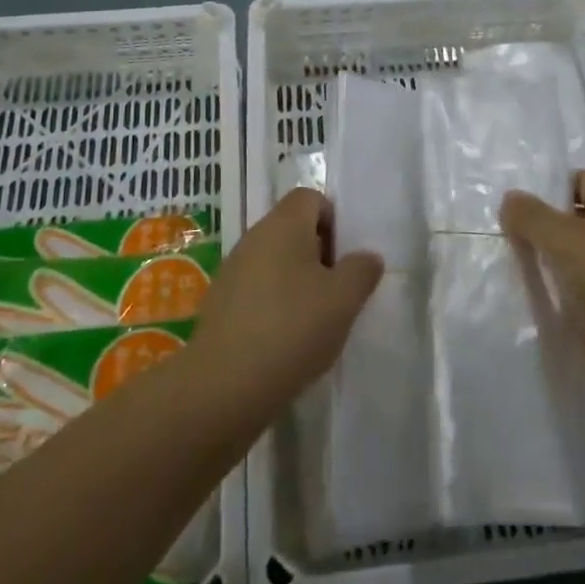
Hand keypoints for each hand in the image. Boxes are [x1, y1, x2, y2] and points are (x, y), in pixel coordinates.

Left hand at [189, 189, 382, 421]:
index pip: (310, 197)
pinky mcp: (219, 303)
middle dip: (318, 255)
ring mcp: (231, 270)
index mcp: (284, 224)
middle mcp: (253, 237)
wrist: (224, 385)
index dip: (333, 221)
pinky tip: (283, 341)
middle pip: (292, 229)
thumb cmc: (292, 328)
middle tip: (335, 293)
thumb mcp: (344, 299)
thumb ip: (362, 270)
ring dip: (296, 282)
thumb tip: (366, 257)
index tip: (344, 259)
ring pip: (274, 261)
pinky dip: (273, 305)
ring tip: (312, 322)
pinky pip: (256, 290)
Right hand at [501, 170, 584, 408]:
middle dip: (544, 227)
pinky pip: (582, 292)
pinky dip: (561, 295)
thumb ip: (533, 216)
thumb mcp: (566, 241)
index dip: (551, 187)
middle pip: (578, 220)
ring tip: (513, 268)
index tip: (517, 206)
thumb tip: (510, 198)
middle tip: (506, 236)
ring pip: (577, 258)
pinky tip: (535, 301)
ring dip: (549, 263)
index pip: (584, 180)